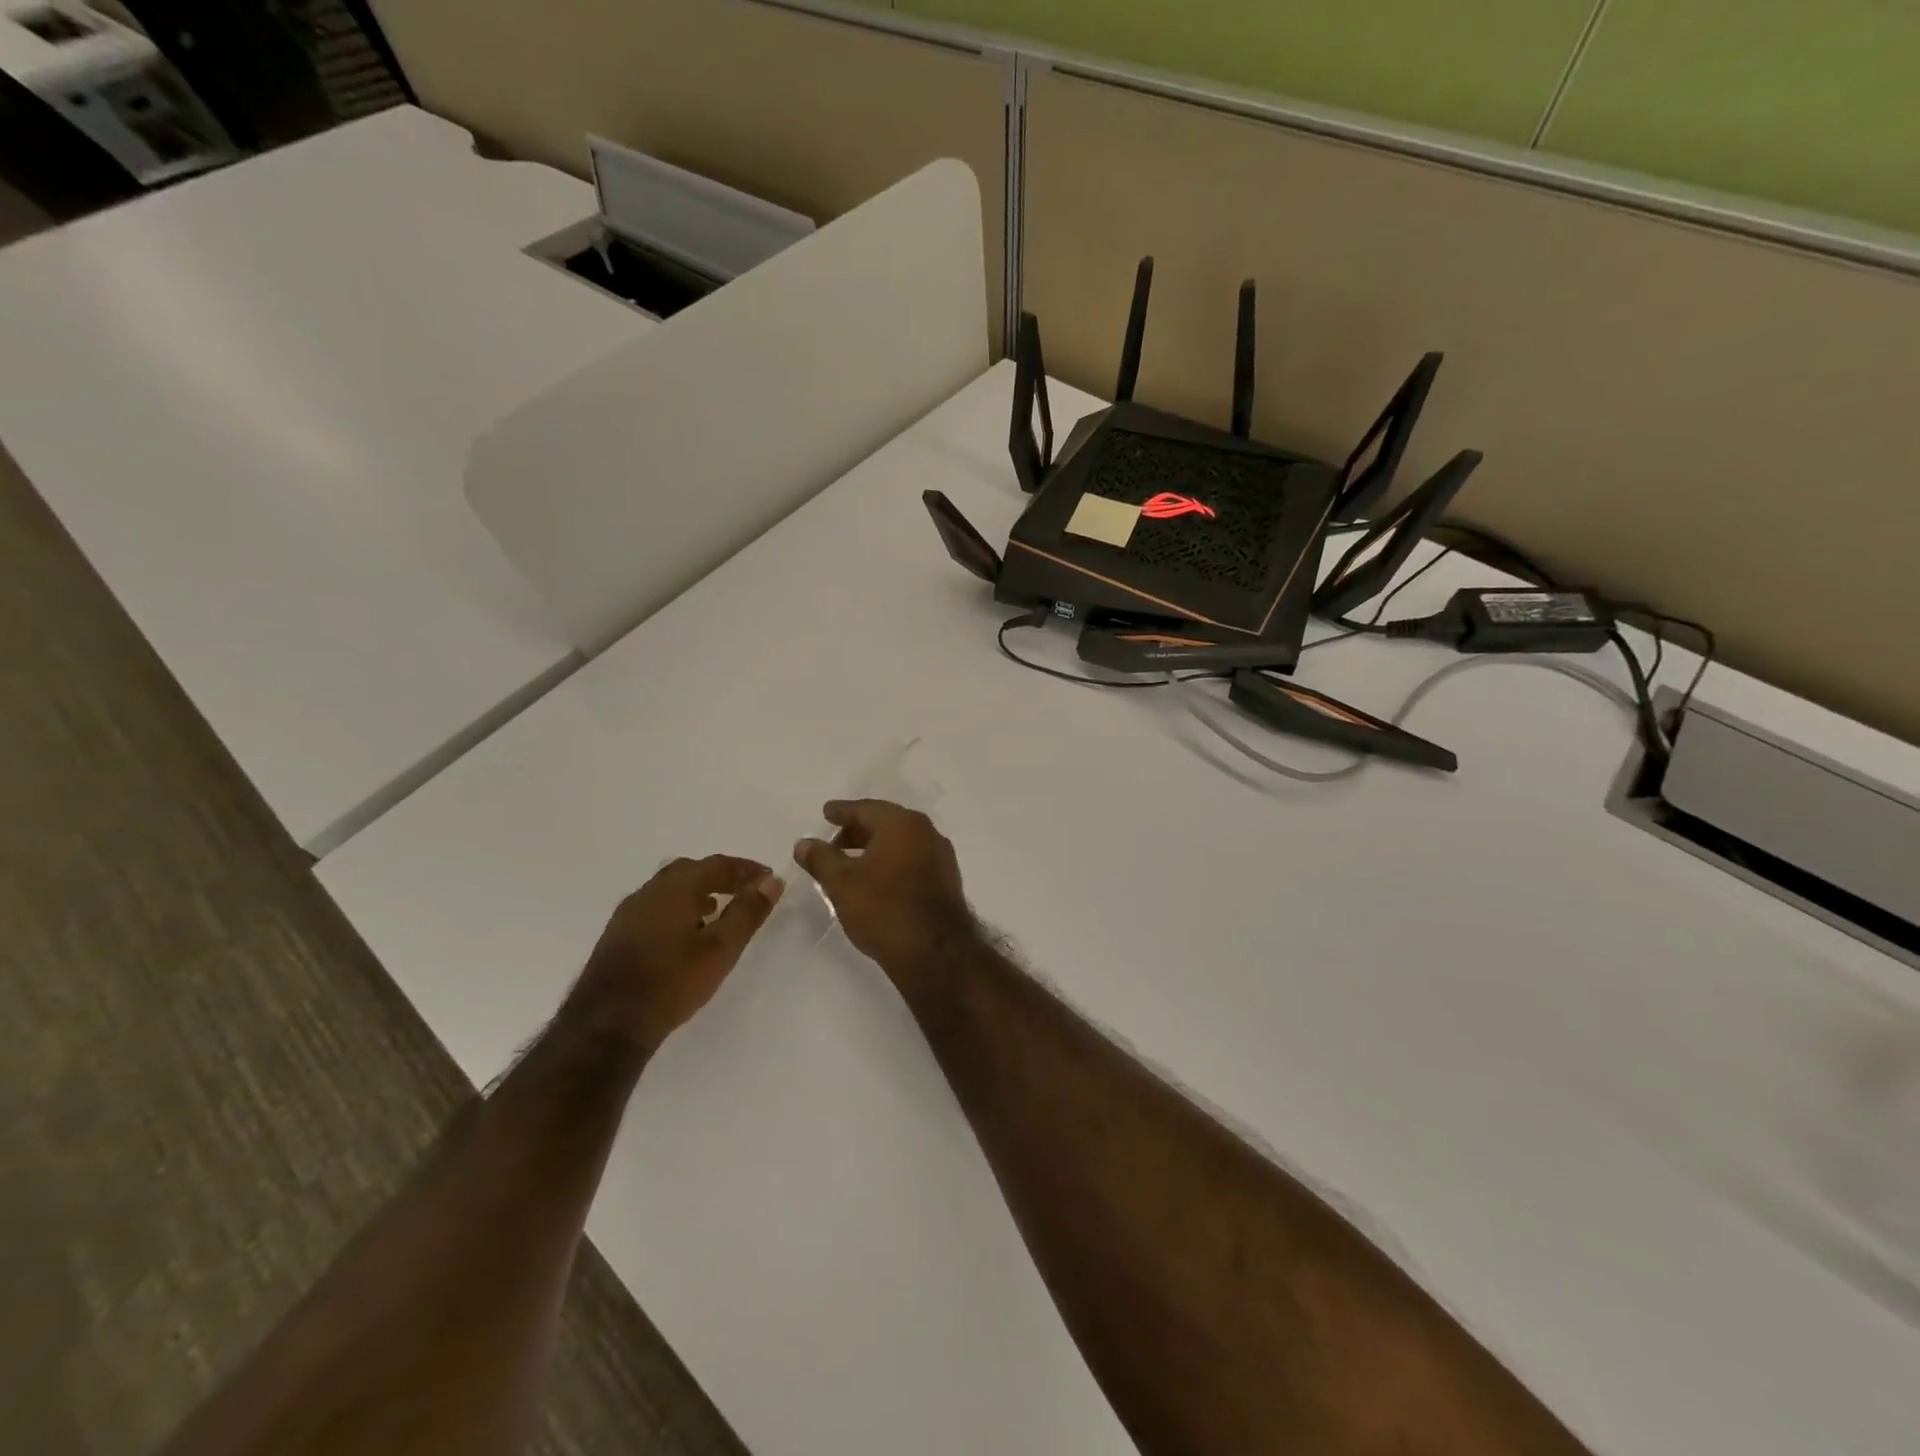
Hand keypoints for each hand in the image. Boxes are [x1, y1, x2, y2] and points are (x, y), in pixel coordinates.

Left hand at [570, 855, 783, 1053]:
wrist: (606, 1025)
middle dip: (722, 876)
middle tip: (745, 890)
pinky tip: (687, 932)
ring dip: (699, 891)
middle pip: (691, 870)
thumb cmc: (672, 982)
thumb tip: (772, 881)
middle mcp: (649, 891)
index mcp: (675, 887)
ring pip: (671, 888)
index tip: (769, 878)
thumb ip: (748, 912)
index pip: (718, 865)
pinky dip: (680, 907)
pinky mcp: (618, 934)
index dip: (747, 869)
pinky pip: (657, 906)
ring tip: (720, 910)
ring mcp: (629, 912)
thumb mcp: (721, 949)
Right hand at [794, 800, 974, 982]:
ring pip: (901, 843)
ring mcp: (940, 856)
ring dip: (875, 848)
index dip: (842, 811)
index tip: (827, 812)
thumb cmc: (884, 908)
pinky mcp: (946, 881)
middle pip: (886, 823)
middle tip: (834, 842)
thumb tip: (804, 843)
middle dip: (858, 831)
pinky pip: (912, 860)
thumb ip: (821, 859)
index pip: (866, 809)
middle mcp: (926, 832)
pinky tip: (877, 881)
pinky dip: (892, 863)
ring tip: (851, 865)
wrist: (935, 952)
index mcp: (902, 823)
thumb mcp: (842, 883)